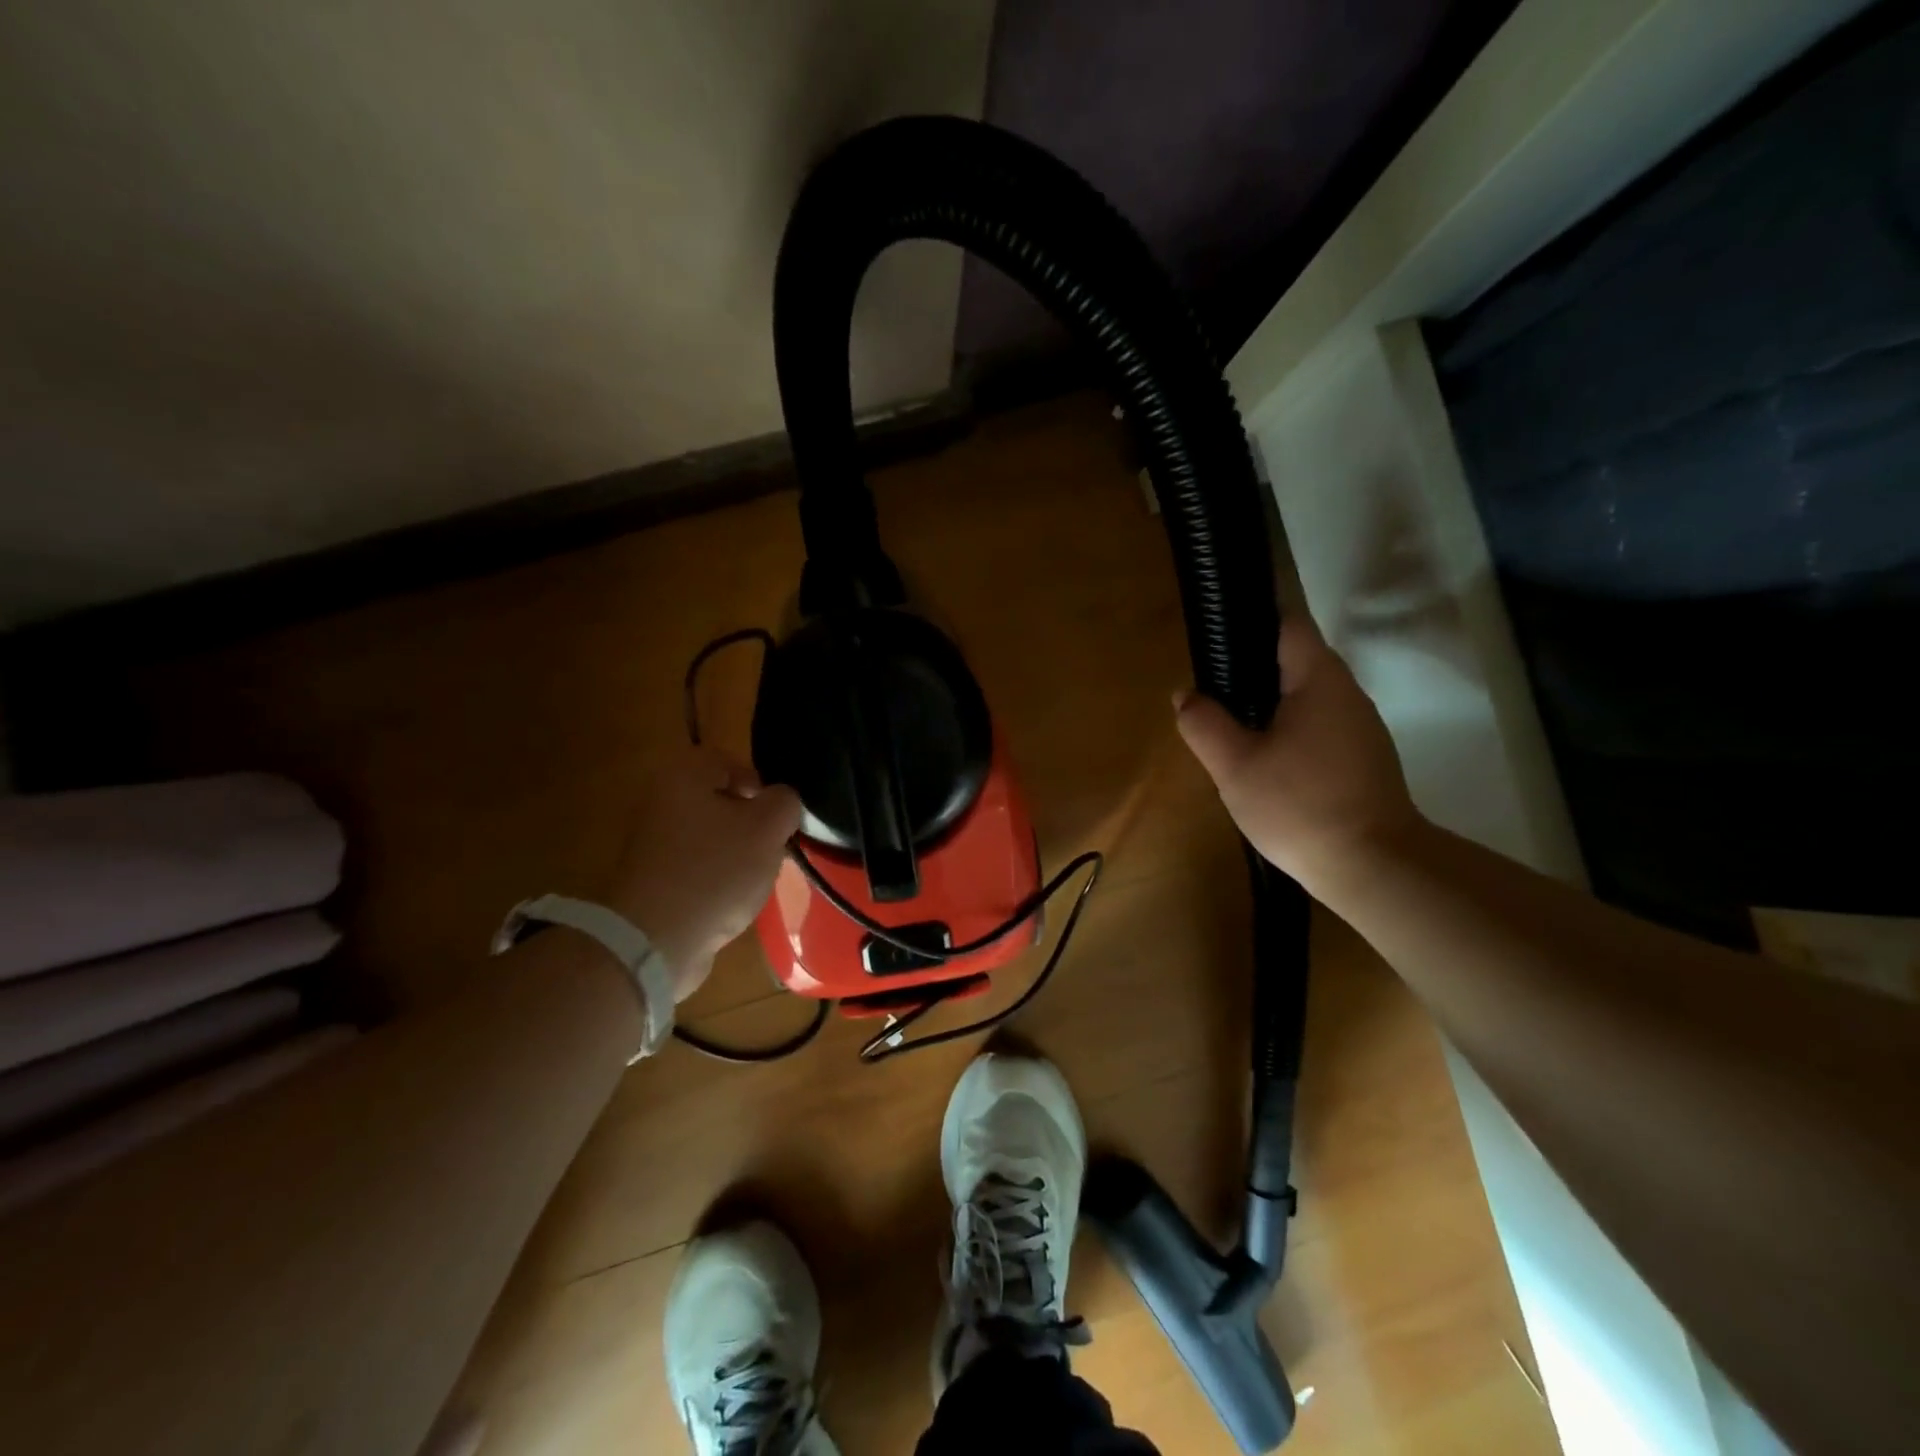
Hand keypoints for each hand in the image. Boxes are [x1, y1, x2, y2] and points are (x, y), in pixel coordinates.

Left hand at [601, 747, 802, 1001]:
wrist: (655, 939)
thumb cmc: (715, 871)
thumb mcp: (767, 828)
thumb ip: (785, 802)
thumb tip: (782, 801)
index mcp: (684, 776)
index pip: (730, 762)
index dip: (761, 785)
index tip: (777, 817)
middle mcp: (661, 800)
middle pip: (721, 800)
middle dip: (751, 824)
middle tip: (771, 847)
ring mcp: (652, 842)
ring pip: (711, 835)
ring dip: (737, 853)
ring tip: (754, 878)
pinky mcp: (651, 878)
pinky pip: (696, 866)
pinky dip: (716, 878)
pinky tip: (730, 900)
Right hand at [1175, 614, 1420, 896]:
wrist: (1373, 867)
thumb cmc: (1300, 805)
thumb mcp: (1235, 766)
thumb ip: (1205, 724)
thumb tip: (1186, 695)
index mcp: (1319, 680)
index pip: (1288, 625)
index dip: (1252, 621)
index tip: (1218, 636)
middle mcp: (1347, 693)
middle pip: (1297, 660)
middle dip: (1253, 669)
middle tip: (1212, 692)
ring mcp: (1361, 727)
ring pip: (1308, 696)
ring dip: (1271, 703)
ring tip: (1231, 726)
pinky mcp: (1364, 757)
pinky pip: (1320, 725)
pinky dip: (1290, 728)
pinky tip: (1266, 759)